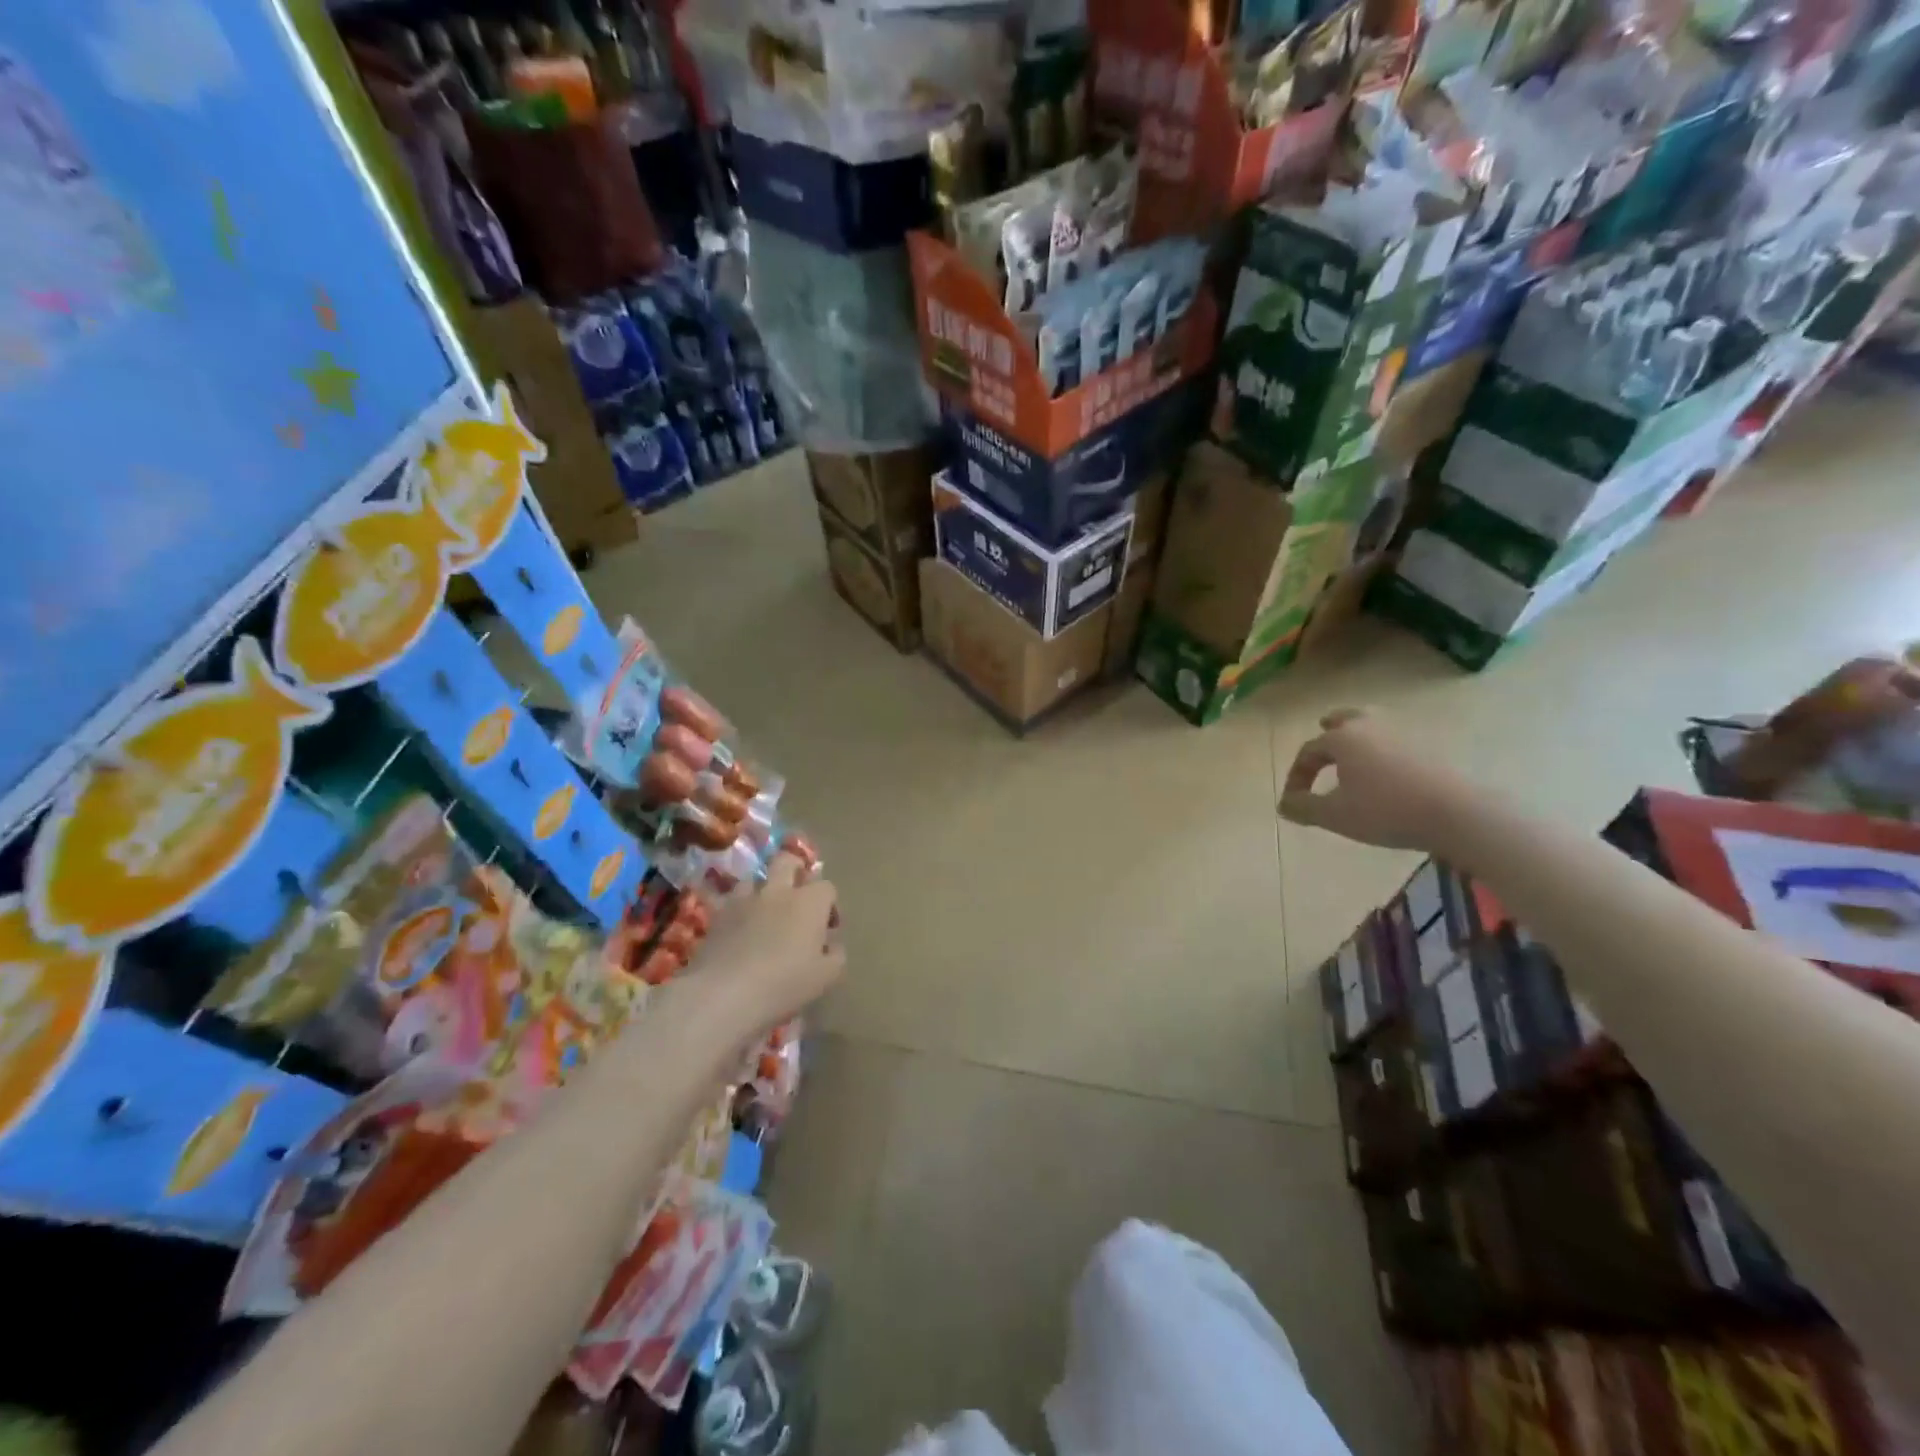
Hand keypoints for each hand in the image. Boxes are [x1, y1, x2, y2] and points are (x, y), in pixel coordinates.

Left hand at [693, 851, 844, 1037]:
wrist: (724, 993)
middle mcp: (778, 891)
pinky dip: (739, 909)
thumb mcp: (826, 977)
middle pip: (787, 861)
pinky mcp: (718, 914)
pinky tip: (740, 930)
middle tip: (797, 897)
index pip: (827, 887)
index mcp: (809, 902)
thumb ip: (836, 955)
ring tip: (765, 913)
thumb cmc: (784, 984)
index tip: (828, 929)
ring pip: (756, 878)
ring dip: (764, 889)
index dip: (830, 905)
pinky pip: (732, 901)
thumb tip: (832, 944)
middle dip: (795, 871)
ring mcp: (745, 899)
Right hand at [1279, 709, 1476, 852]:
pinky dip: (1383, 747)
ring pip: (1373, 726)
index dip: (1296, 775)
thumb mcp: (1335, 815)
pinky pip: (1395, 740)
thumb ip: (1303, 807)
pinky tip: (1385, 767)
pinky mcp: (1428, 748)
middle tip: (1323, 728)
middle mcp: (1369, 728)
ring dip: (1358, 734)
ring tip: (1355, 744)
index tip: (1293, 800)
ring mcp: (1403, 735)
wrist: (1456, 812)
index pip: (1308, 751)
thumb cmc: (1385, 811)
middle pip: (1345, 719)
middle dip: (1330, 728)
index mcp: (1342, 739)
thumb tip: (1284, 803)